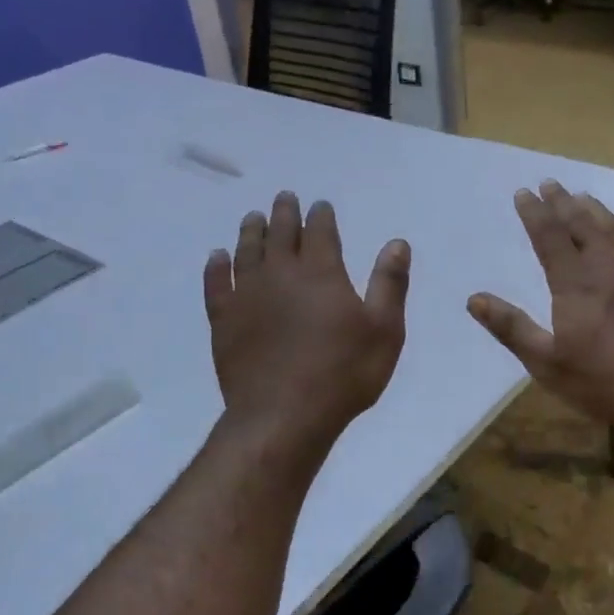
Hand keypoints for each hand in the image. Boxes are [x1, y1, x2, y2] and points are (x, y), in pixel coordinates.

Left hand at [204, 192, 409, 453]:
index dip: (321, 215)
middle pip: (280, 233)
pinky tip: (217, 257)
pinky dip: (216, 266)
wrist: (283, 415)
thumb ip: (389, 284)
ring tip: (253, 217)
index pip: (320, 231)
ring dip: (251, 231)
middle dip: (284, 213)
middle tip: (284, 199)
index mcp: (322, 273)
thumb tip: (397, 243)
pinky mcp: (223, 320)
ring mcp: (247, 295)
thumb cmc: (343, 374)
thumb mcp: (384, 331)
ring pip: (247, 251)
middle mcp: (281, 274)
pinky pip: (216, 284)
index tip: (320, 204)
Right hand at [468, 180, 613, 434]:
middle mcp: (607, 267)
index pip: (548, 236)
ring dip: (596, 210)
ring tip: (583, 197)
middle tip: (550, 184)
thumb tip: (474, 300)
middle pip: (581, 224)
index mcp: (574, 283)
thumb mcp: (547, 363)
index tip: (523, 193)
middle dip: (563, 203)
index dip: (534, 213)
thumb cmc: (605, 382)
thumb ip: (512, 328)